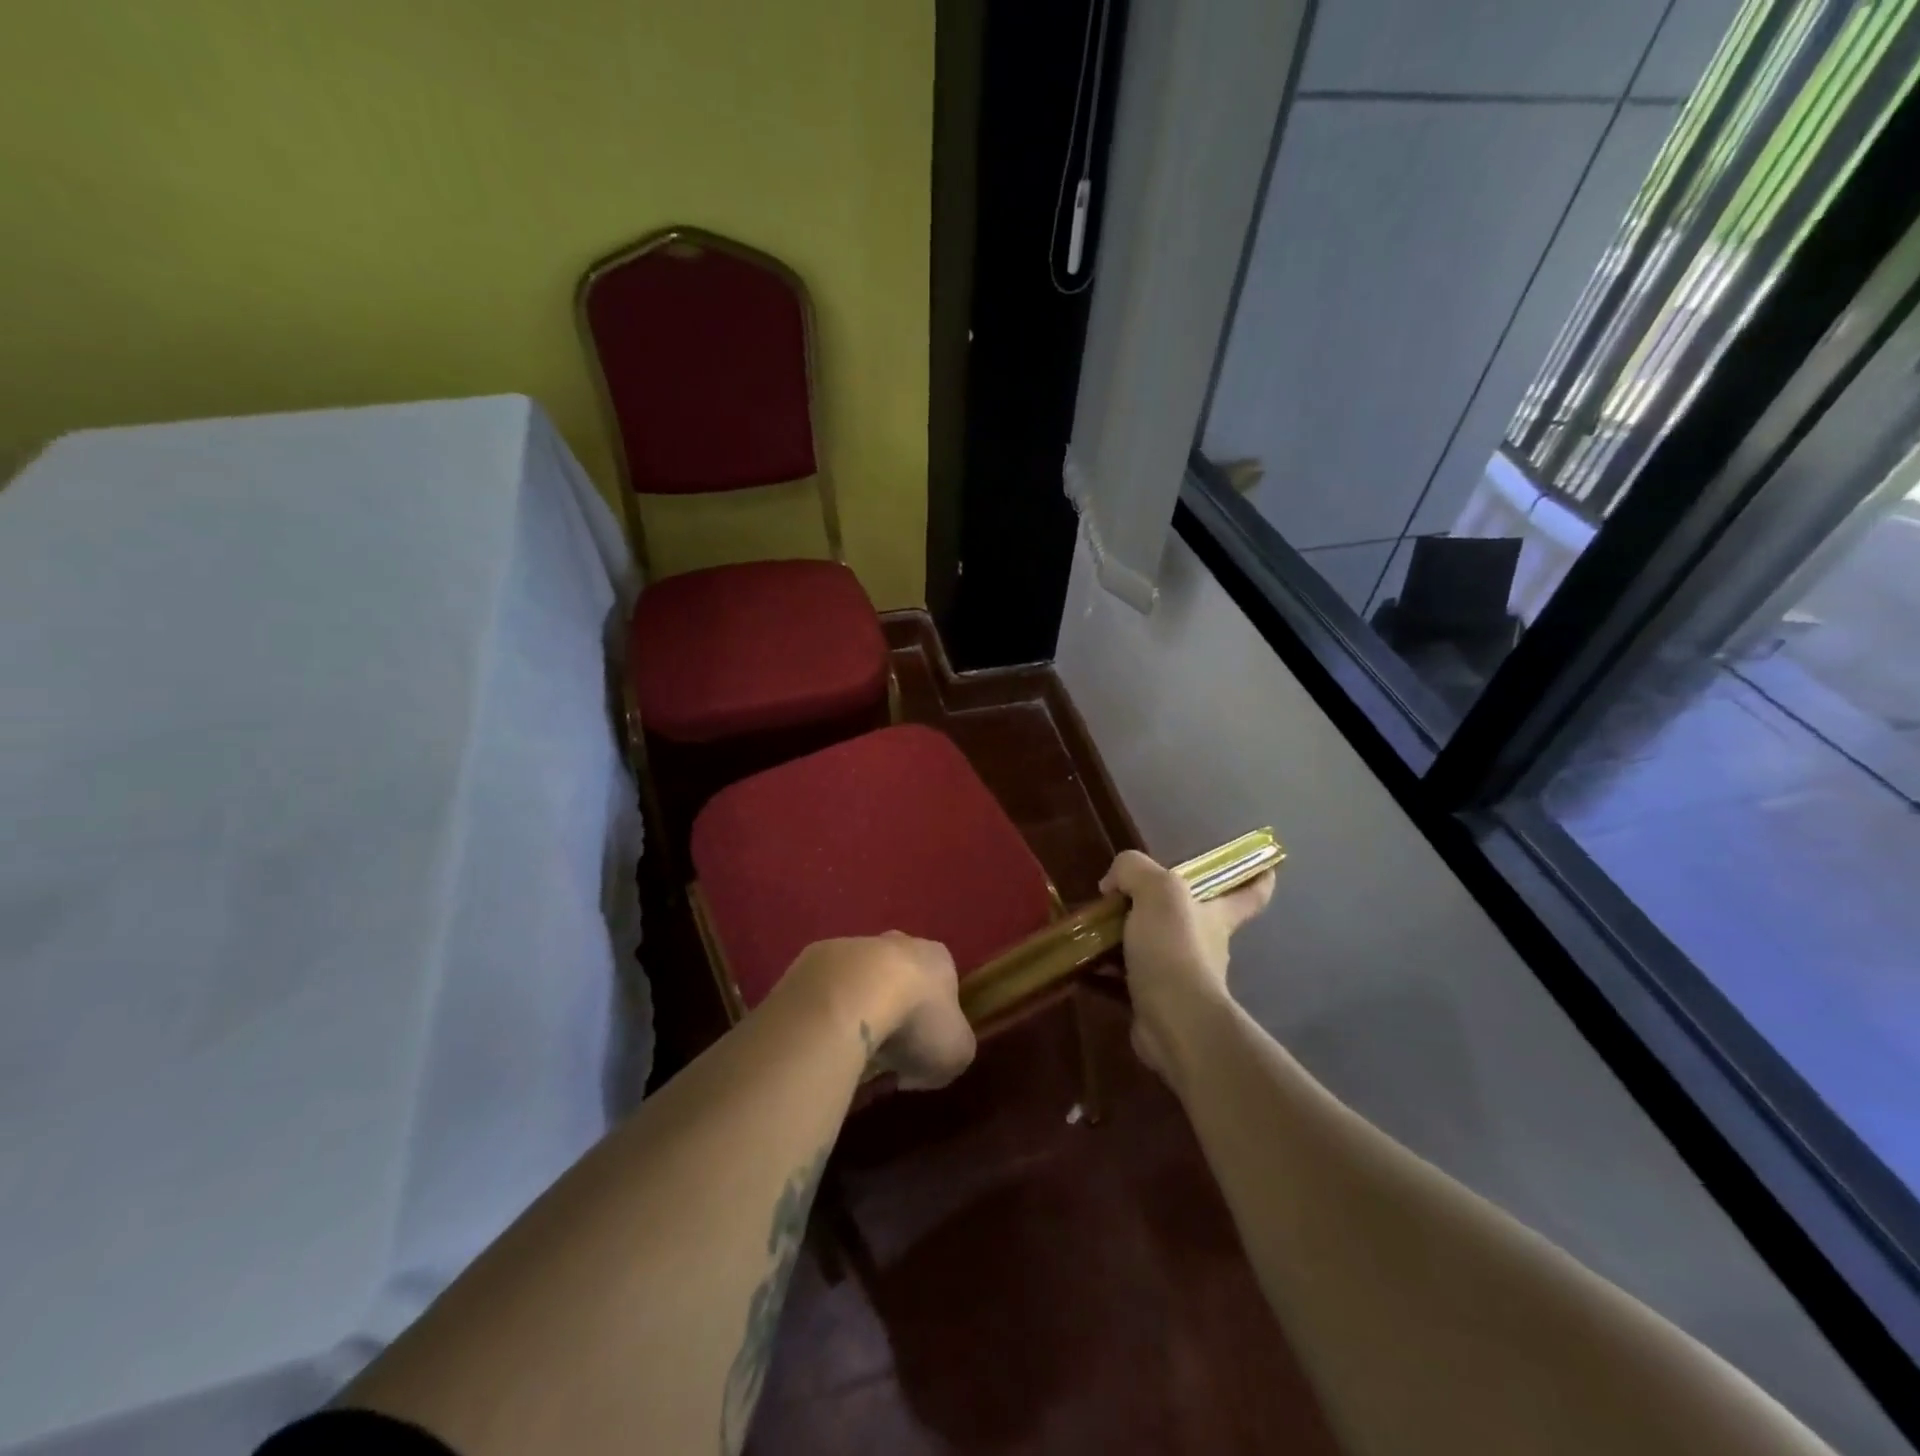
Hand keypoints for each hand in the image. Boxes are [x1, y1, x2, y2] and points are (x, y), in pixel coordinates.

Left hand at [784, 933, 976, 1090]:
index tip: (922, 1051)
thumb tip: (922, 1063)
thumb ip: (952, 1052)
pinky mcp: (815, 958)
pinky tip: (825, 1040)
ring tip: (849, 1051)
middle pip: (900, 976)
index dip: (936, 1020)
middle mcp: (898, 942)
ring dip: (858, 1009)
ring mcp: (854, 945)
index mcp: (938, 958)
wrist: (851, 996)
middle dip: (894, 1008)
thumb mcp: (956, 1052)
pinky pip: (827, 991)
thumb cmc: (916, 1021)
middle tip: (885, 1049)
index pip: (943, 985)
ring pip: (861, 980)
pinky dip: (827, 1013)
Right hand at [1100, 850, 1273, 1079]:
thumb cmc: (1175, 948)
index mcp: (1216, 914)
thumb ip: (1134, 870)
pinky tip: (1083, 959)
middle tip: (1126, 894)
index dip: (1258, 877)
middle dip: (1164, 906)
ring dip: (1127, 936)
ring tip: (1092, 926)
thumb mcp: (1157, 890)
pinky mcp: (1157, 1000)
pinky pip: (1129, 976)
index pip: (1249, 893)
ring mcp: (1182, 975)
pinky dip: (1107, 968)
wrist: (1173, 1019)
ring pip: (1155, 946)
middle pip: (1192, 917)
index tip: (1266, 865)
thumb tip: (1113, 883)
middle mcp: (1206, 943)